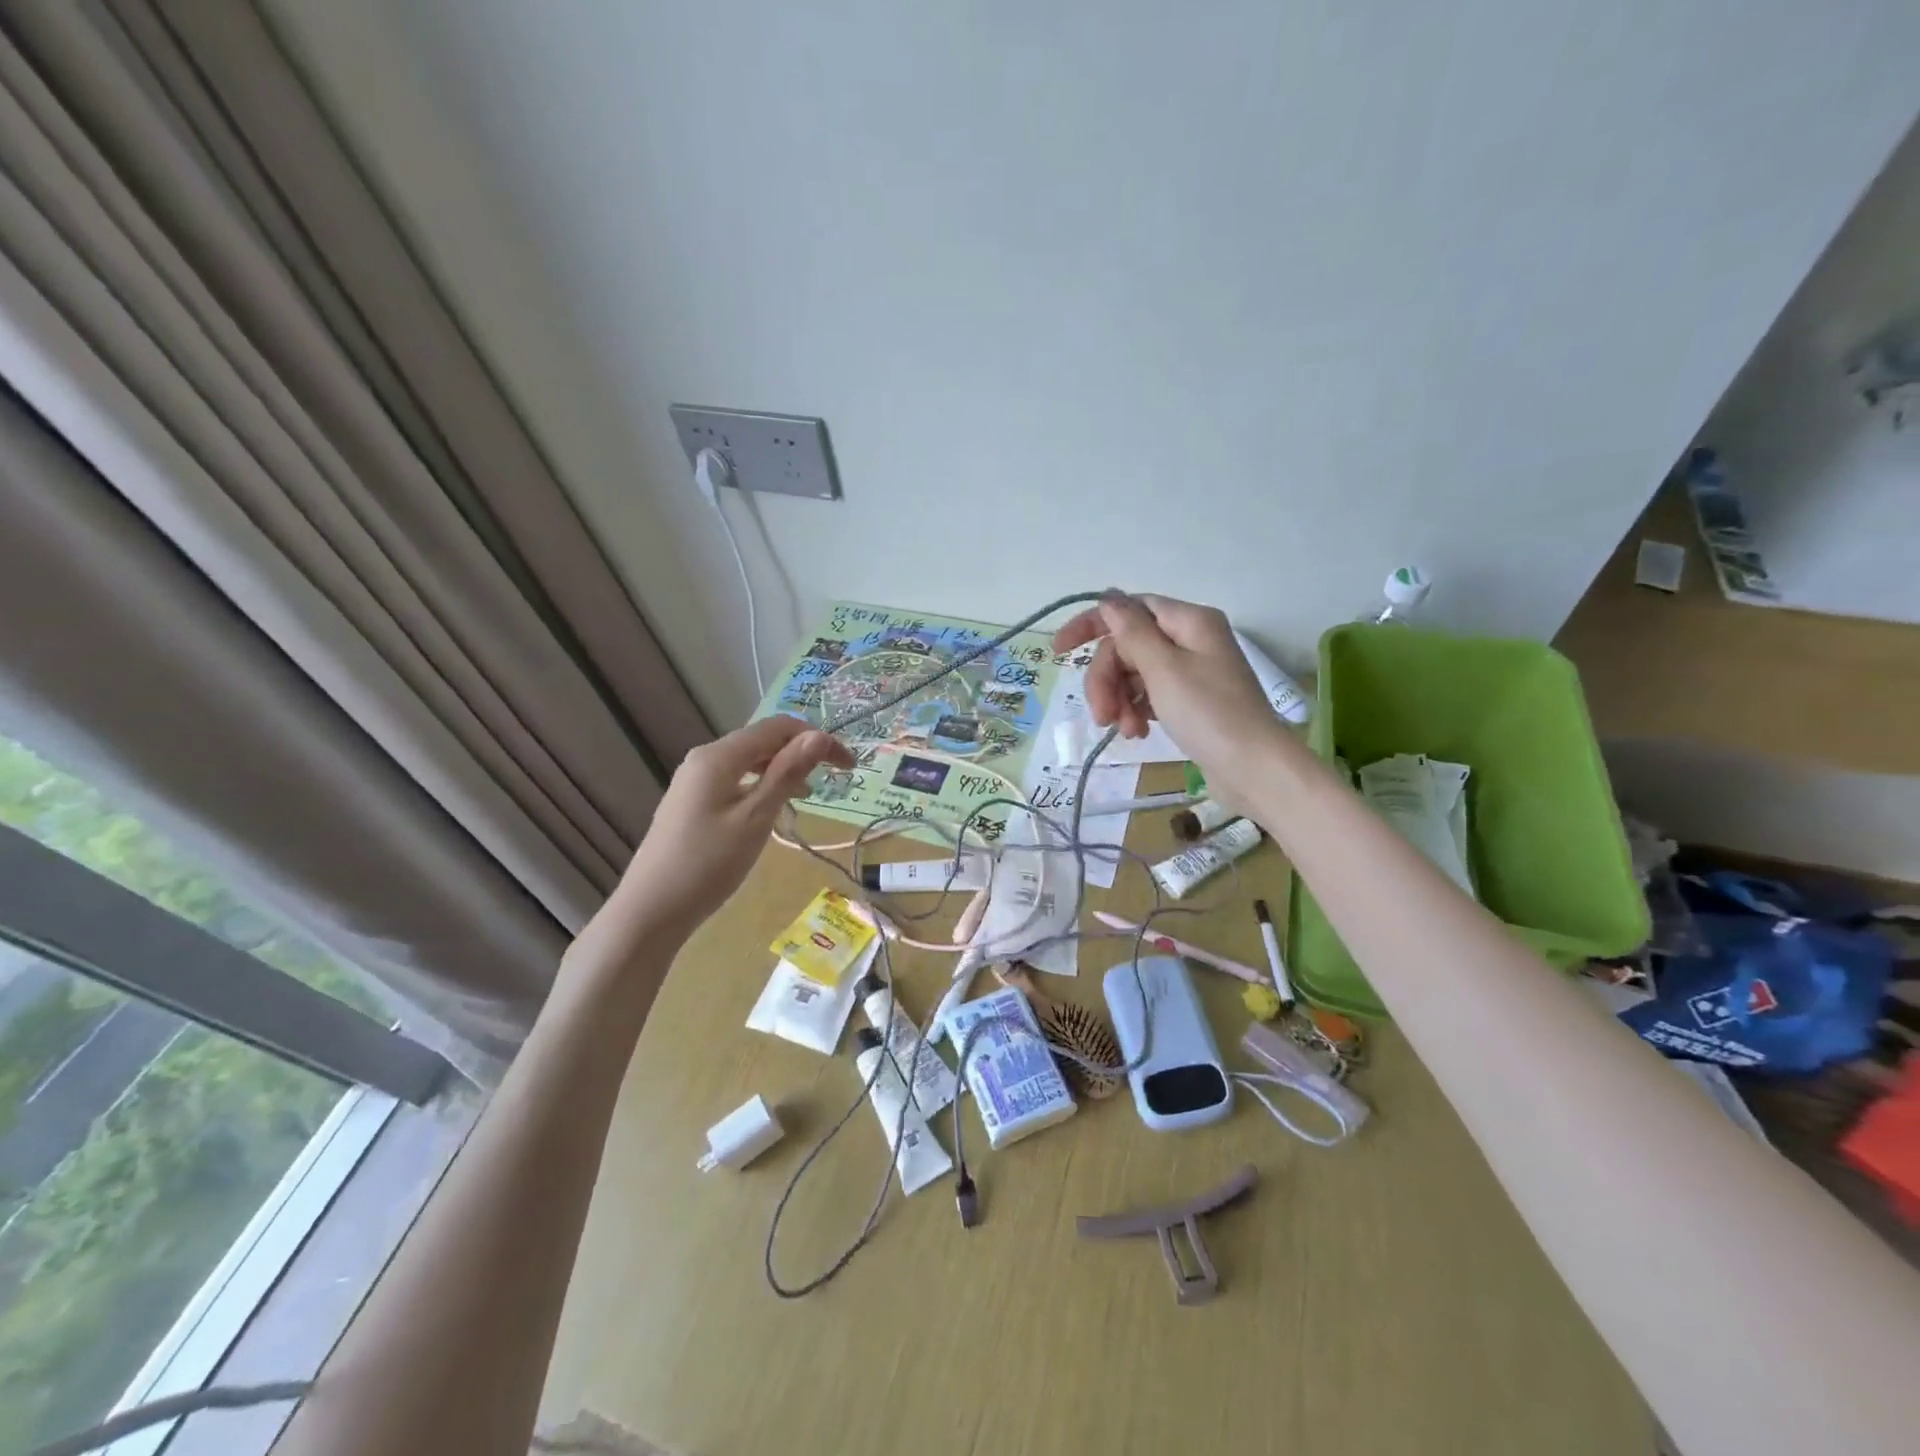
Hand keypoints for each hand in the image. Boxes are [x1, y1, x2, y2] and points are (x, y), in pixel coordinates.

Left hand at [616, 716, 852, 935]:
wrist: (650, 911)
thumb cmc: (708, 863)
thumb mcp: (756, 817)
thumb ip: (787, 774)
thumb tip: (819, 736)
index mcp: (719, 756)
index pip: (778, 728)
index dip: (817, 738)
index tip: (848, 765)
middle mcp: (704, 759)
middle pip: (762, 740)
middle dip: (801, 751)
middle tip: (836, 778)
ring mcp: (693, 781)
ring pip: (749, 761)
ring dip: (783, 769)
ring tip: (809, 794)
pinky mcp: (691, 803)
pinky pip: (735, 780)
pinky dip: (762, 786)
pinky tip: (774, 808)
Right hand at [1052, 592, 1284, 808]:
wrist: (1253, 769)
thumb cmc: (1209, 713)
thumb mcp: (1163, 669)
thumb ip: (1131, 632)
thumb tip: (1108, 600)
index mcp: (1188, 622)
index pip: (1129, 609)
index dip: (1092, 625)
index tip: (1058, 651)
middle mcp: (1190, 640)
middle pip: (1128, 646)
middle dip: (1107, 679)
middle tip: (1101, 714)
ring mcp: (1191, 672)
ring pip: (1134, 674)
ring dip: (1119, 700)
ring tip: (1124, 730)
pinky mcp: (1190, 701)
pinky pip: (1149, 695)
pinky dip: (1136, 711)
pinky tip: (1136, 733)